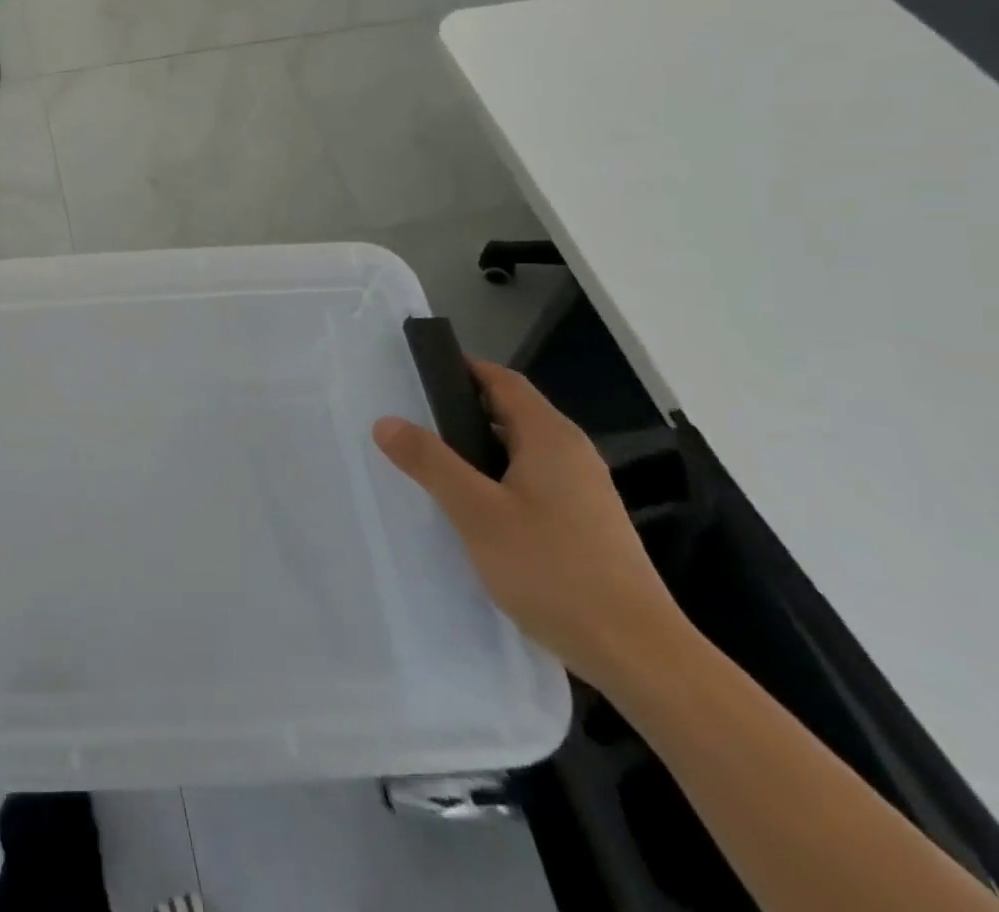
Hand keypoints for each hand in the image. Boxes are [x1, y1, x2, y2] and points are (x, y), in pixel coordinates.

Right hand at [372, 359, 691, 694]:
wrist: (640, 656)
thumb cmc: (553, 570)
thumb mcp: (476, 512)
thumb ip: (430, 462)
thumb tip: (386, 421)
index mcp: (550, 437)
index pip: (502, 381)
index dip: (462, 370)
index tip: (417, 374)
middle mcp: (572, 455)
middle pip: (511, 413)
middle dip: (462, 412)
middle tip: (412, 423)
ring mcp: (585, 492)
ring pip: (521, 451)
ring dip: (478, 450)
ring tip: (433, 467)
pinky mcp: (587, 526)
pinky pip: (533, 483)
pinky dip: (498, 481)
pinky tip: (474, 512)